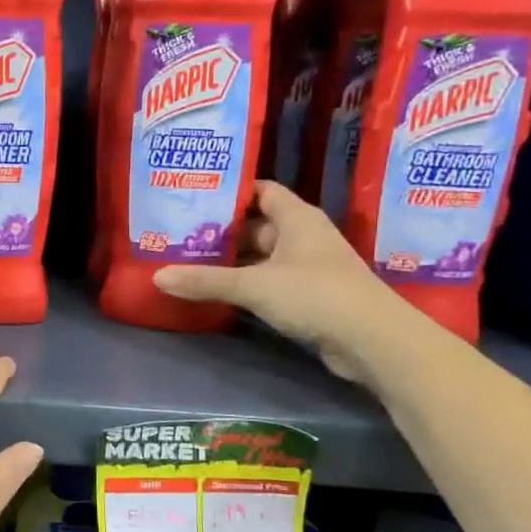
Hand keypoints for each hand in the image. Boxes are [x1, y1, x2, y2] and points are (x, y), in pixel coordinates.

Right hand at [152, 180, 417, 383]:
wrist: (372, 341)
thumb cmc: (316, 295)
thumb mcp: (254, 286)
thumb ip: (206, 281)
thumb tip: (157, 276)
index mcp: (297, 218)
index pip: (261, 191)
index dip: (230, 192)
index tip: (194, 196)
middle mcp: (303, 237)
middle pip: (256, 226)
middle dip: (221, 231)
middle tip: (180, 233)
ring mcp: (307, 268)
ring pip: (261, 257)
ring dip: (231, 261)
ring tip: (188, 261)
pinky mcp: (308, 296)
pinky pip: (268, 282)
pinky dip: (245, 285)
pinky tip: (216, 291)